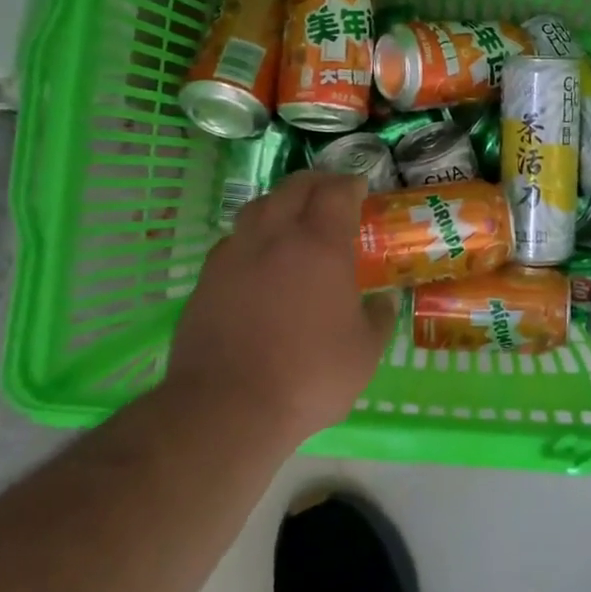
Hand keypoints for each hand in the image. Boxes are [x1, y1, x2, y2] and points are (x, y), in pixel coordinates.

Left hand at [165, 171, 397, 445]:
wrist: (227, 407)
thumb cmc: (309, 376)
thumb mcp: (364, 353)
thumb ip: (378, 319)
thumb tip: (383, 301)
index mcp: (320, 245)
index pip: (336, 192)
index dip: (350, 184)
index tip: (360, 187)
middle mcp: (275, 236)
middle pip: (294, 188)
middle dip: (316, 183)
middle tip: (330, 193)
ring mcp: (235, 254)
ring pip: (257, 207)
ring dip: (280, 203)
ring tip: (291, 218)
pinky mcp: (206, 279)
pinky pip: (233, 241)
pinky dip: (251, 237)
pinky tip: (258, 260)